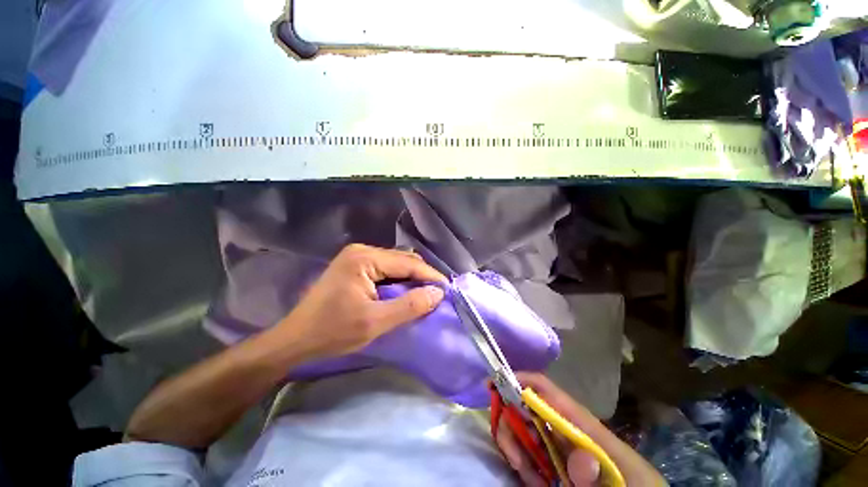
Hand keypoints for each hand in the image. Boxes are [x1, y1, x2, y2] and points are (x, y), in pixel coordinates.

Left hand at [278, 243, 447, 359]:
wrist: (295, 340)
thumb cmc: (332, 331)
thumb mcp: (375, 322)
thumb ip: (409, 306)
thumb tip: (438, 293)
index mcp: (365, 258)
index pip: (407, 263)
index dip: (430, 276)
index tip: (447, 290)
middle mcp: (362, 250)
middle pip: (402, 260)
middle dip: (421, 276)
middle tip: (437, 294)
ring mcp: (357, 257)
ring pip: (395, 264)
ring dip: (411, 278)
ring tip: (425, 294)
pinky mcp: (354, 266)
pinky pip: (385, 270)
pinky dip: (398, 281)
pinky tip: (405, 292)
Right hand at [497, 373, 665, 486]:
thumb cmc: (632, 483)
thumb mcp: (623, 480)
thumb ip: (600, 471)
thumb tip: (579, 459)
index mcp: (581, 422)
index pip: (546, 390)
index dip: (520, 380)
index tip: (493, 384)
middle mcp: (566, 428)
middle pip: (527, 409)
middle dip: (512, 425)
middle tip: (515, 458)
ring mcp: (560, 445)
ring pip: (525, 432)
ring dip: (517, 449)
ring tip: (527, 476)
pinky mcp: (556, 462)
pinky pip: (531, 455)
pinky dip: (525, 465)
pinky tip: (533, 479)